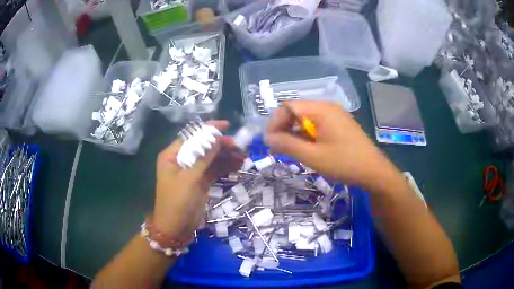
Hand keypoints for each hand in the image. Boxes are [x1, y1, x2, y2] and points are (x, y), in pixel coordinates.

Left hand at [153, 120, 243, 236]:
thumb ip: (203, 158)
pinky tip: (238, 166)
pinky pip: (214, 170)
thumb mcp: (189, 179)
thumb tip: (216, 138)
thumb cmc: (177, 202)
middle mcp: (182, 160)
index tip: (227, 126)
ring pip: (211, 159)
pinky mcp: (200, 181)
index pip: (192, 136)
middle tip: (240, 147)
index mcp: (172, 155)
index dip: (209, 130)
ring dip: (226, 157)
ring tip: (244, 157)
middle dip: (221, 146)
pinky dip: (225, 167)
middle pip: (204, 147)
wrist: (175, 228)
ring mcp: (192, 171)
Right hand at [265, 100, 399, 189]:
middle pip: (297, 111)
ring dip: (295, 133)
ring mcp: (335, 115)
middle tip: (278, 148)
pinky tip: (306, 149)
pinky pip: (317, 125)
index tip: (269, 142)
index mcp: (321, 109)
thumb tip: (267, 138)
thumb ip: (287, 145)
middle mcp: (328, 107)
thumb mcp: (312, 156)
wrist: (374, 172)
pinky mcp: (339, 125)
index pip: (288, 107)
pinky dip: (307, 135)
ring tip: (290, 151)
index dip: (275, 122)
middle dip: (284, 128)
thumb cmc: (344, 163)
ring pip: (306, 119)